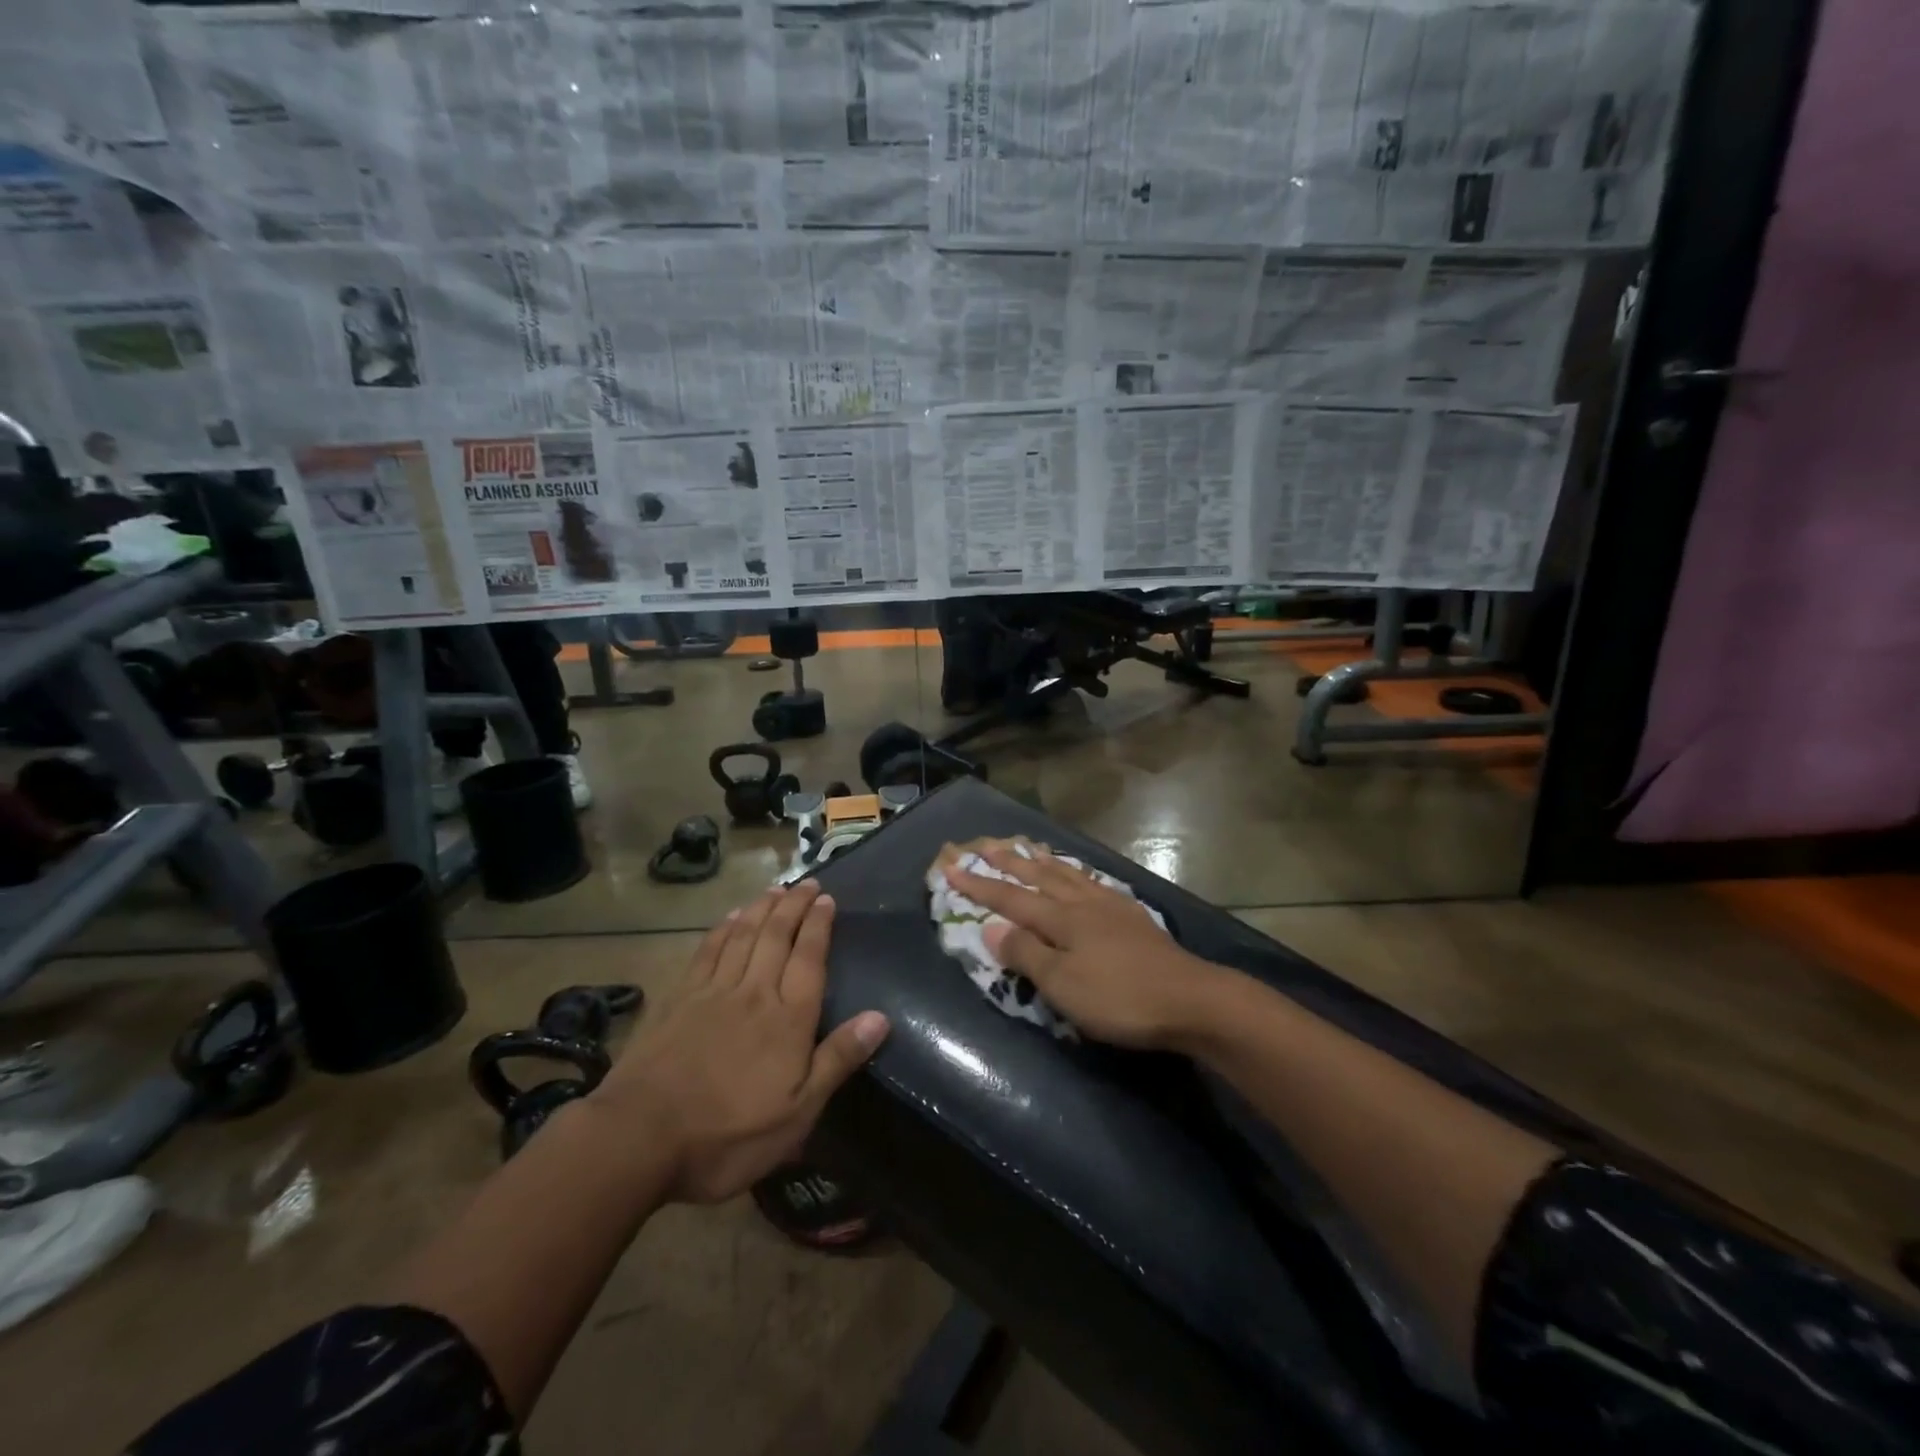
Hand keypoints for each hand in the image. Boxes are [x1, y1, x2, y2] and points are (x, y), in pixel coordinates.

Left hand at [593, 881, 889, 1203]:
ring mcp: (713, 991)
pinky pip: (708, 951)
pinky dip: (723, 928)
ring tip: (777, 888)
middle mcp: (755, 992)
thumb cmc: (729, 1134)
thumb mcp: (797, 1113)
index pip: (809, 958)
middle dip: (795, 905)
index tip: (828, 899)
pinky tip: (731, 917)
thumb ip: (837, 1060)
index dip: (820, 926)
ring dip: (763, 907)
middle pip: (778, 936)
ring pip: (744, 935)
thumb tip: (880, 1017)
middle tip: (808, 882)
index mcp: (788, 1018)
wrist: (641, 1136)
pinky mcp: (680, 998)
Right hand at [940, 840, 1225, 1049]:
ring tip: (1027, 846)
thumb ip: (1025, 953)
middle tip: (984, 844)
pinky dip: (1076, 874)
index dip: (979, 885)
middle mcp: (1082, 903)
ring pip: (1067, 875)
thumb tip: (990, 927)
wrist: (1190, 999)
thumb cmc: (1119, 997)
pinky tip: (1080, 876)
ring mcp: (1110, 906)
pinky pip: (1093, 883)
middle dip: (1007, 861)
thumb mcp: (1062, 985)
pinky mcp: (1132, 916)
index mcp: (1060, 919)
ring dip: (1042, 861)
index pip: (1010, 898)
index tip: (951, 868)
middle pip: (1038, 877)